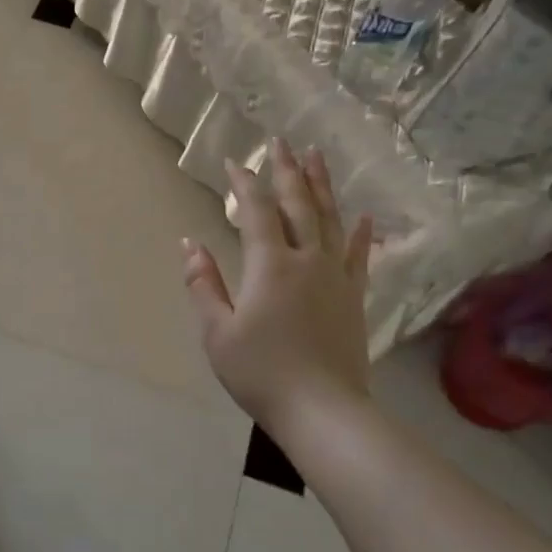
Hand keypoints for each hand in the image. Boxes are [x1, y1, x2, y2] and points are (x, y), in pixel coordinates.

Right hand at [184, 139, 373, 431]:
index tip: (234, 161)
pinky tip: (361, 215)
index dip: (245, 183)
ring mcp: (335, 277)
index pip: (257, 211)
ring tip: (317, 157)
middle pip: (298, 204)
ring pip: (330, 219)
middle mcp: (306, 260)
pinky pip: (357, 255)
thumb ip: (203, 284)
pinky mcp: (353, 297)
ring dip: (322, 186)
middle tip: (281, 142)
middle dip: (287, 170)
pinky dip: (359, 233)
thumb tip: (189, 244)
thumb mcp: (217, 331)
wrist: (322, 410)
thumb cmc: (260, 372)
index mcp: (269, 266)